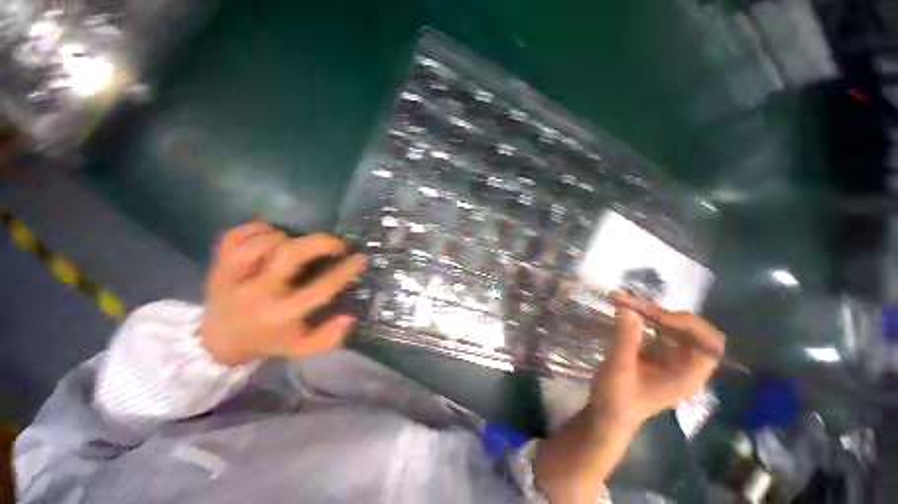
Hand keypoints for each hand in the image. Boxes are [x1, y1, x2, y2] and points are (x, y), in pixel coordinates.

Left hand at [198, 222, 366, 365]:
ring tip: (297, 243)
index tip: (360, 259)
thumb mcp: (300, 348)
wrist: (217, 341)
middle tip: (336, 243)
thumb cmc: (267, 341)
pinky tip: (271, 234)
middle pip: (289, 256)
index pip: (321, 288)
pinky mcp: (218, 266)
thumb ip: (328, 338)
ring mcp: (233, 278)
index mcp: (281, 315)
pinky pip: (234, 236)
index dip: (345, 271)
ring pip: (261, 243)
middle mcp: (258, 294)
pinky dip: (255, 229)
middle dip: (319, 243)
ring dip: (286, 237)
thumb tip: (349, 316)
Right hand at [589, 292, 725, 428]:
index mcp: (688, 375)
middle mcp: (686, 365)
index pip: (709, 344)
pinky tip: (626, 312)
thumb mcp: (620, 368)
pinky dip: (643, 318)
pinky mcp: (656, 354)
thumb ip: (626, 338)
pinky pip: (657, 330)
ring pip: (672, 327)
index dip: (688, 325)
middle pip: (691, 330)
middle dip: (663, 313)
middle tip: (631, 304)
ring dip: (650, 312)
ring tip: (623, 301)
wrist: (607, 414)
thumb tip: (627, 308)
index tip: (656, 316)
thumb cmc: (617, 397)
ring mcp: (671, 359)